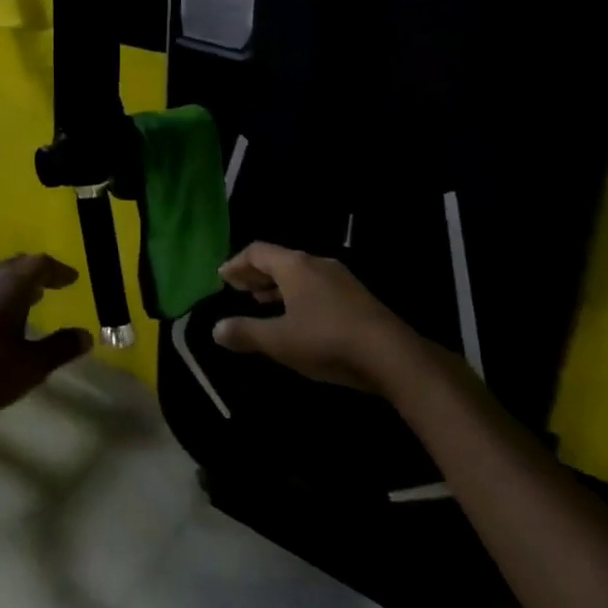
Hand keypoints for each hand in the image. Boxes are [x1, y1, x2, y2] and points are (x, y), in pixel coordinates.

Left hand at [0, 254, 91, 427]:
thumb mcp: (30, 366)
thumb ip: (60, 348)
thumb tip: (86, 335)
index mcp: (10, 286)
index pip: (39, 264)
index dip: (58, 270)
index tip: (72, 279)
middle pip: (16, 266)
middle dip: (36, 273)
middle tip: (52, 285)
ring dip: (15, 285)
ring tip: (31, 301)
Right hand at [212, 242, 416, 393]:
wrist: (392, 356)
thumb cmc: (326, 340)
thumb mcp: (279, 340)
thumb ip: (245, 332)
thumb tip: (215, 329)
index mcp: (295, 266)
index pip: (257, 251)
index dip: (236, 263)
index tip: (222, 277)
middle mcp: (317, 263)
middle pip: (279, 260)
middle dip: (256, 274)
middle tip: (238, 289)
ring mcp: (341, 279)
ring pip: (300, 274)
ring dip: (277, 286)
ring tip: (262, 302)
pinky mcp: (357, 298)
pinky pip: (317, 287)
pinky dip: (297, 295)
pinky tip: (297, 317)